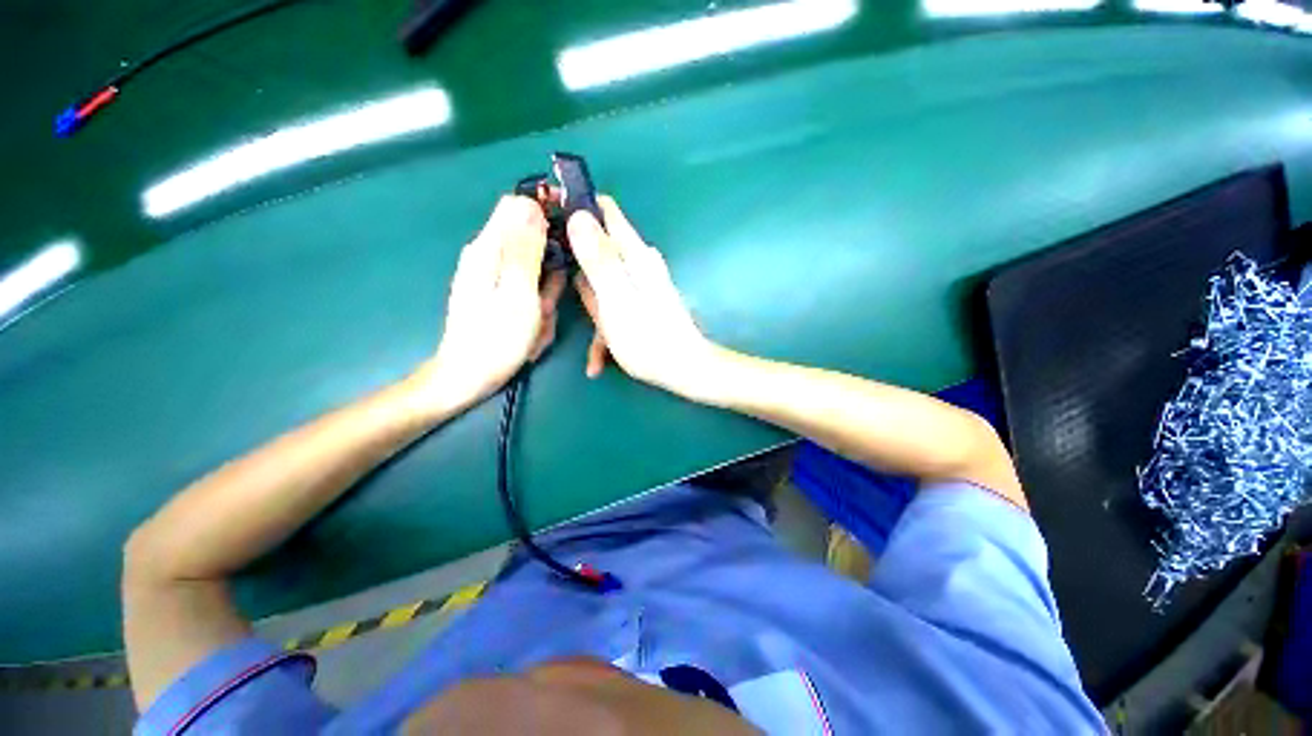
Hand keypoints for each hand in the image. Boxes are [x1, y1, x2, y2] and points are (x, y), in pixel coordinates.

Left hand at [415, 196, 565, 411]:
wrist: (468, 377)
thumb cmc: (497, 338)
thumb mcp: (518, 293)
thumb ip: (525, 249)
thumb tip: (531, 204)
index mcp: (489, 249)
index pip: (517, 206)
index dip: (546, 212)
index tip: (568, 238)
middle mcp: (488, 256)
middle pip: (531, 243)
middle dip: (549, 271)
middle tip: (546, 303)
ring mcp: (493, 277)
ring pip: (535, 272)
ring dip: (545, 296)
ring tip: (538, 321)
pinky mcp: (499, 295)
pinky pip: (530, 292)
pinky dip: (537, 308)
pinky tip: (534, 327)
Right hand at [568, 197, 718, 399]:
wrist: (683, 369)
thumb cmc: (648, 336)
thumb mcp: (617, 298)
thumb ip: (599, 258)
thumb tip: (579, 215)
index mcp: (634, 255)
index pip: (605, 212)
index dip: (576, 205)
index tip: (546, 210)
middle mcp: (637, 265)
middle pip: (598, 248)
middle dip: (573, 263)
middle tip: (549, 282)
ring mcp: (636, 288)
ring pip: (600, 283)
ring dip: (587, 306)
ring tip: (575, 331)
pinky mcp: (636, 307)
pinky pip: (613, 308)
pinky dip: (603, 330)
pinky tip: (597, 362)